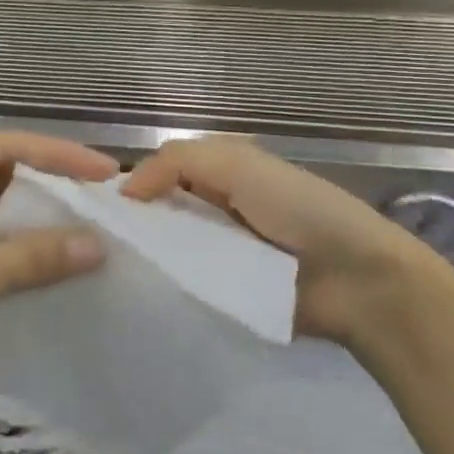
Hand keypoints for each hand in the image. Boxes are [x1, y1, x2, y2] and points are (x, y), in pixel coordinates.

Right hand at [121, 136, 453, 348]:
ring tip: (105, 269)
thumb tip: (124, 191)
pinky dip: (167, 284)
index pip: (162, 170)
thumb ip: (176, 162)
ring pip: (171, 247)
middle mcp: (217, 207)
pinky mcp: (228, 291)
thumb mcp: (238, 164)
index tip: (96, 207)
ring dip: (147, 254)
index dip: (132, 183)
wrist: (358, 280)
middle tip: (95, 242)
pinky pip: (188, 282)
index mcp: (222, 171)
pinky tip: (136, 291)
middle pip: (162, 210)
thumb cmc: (299, 210)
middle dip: (134, 221)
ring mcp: (222, 251)